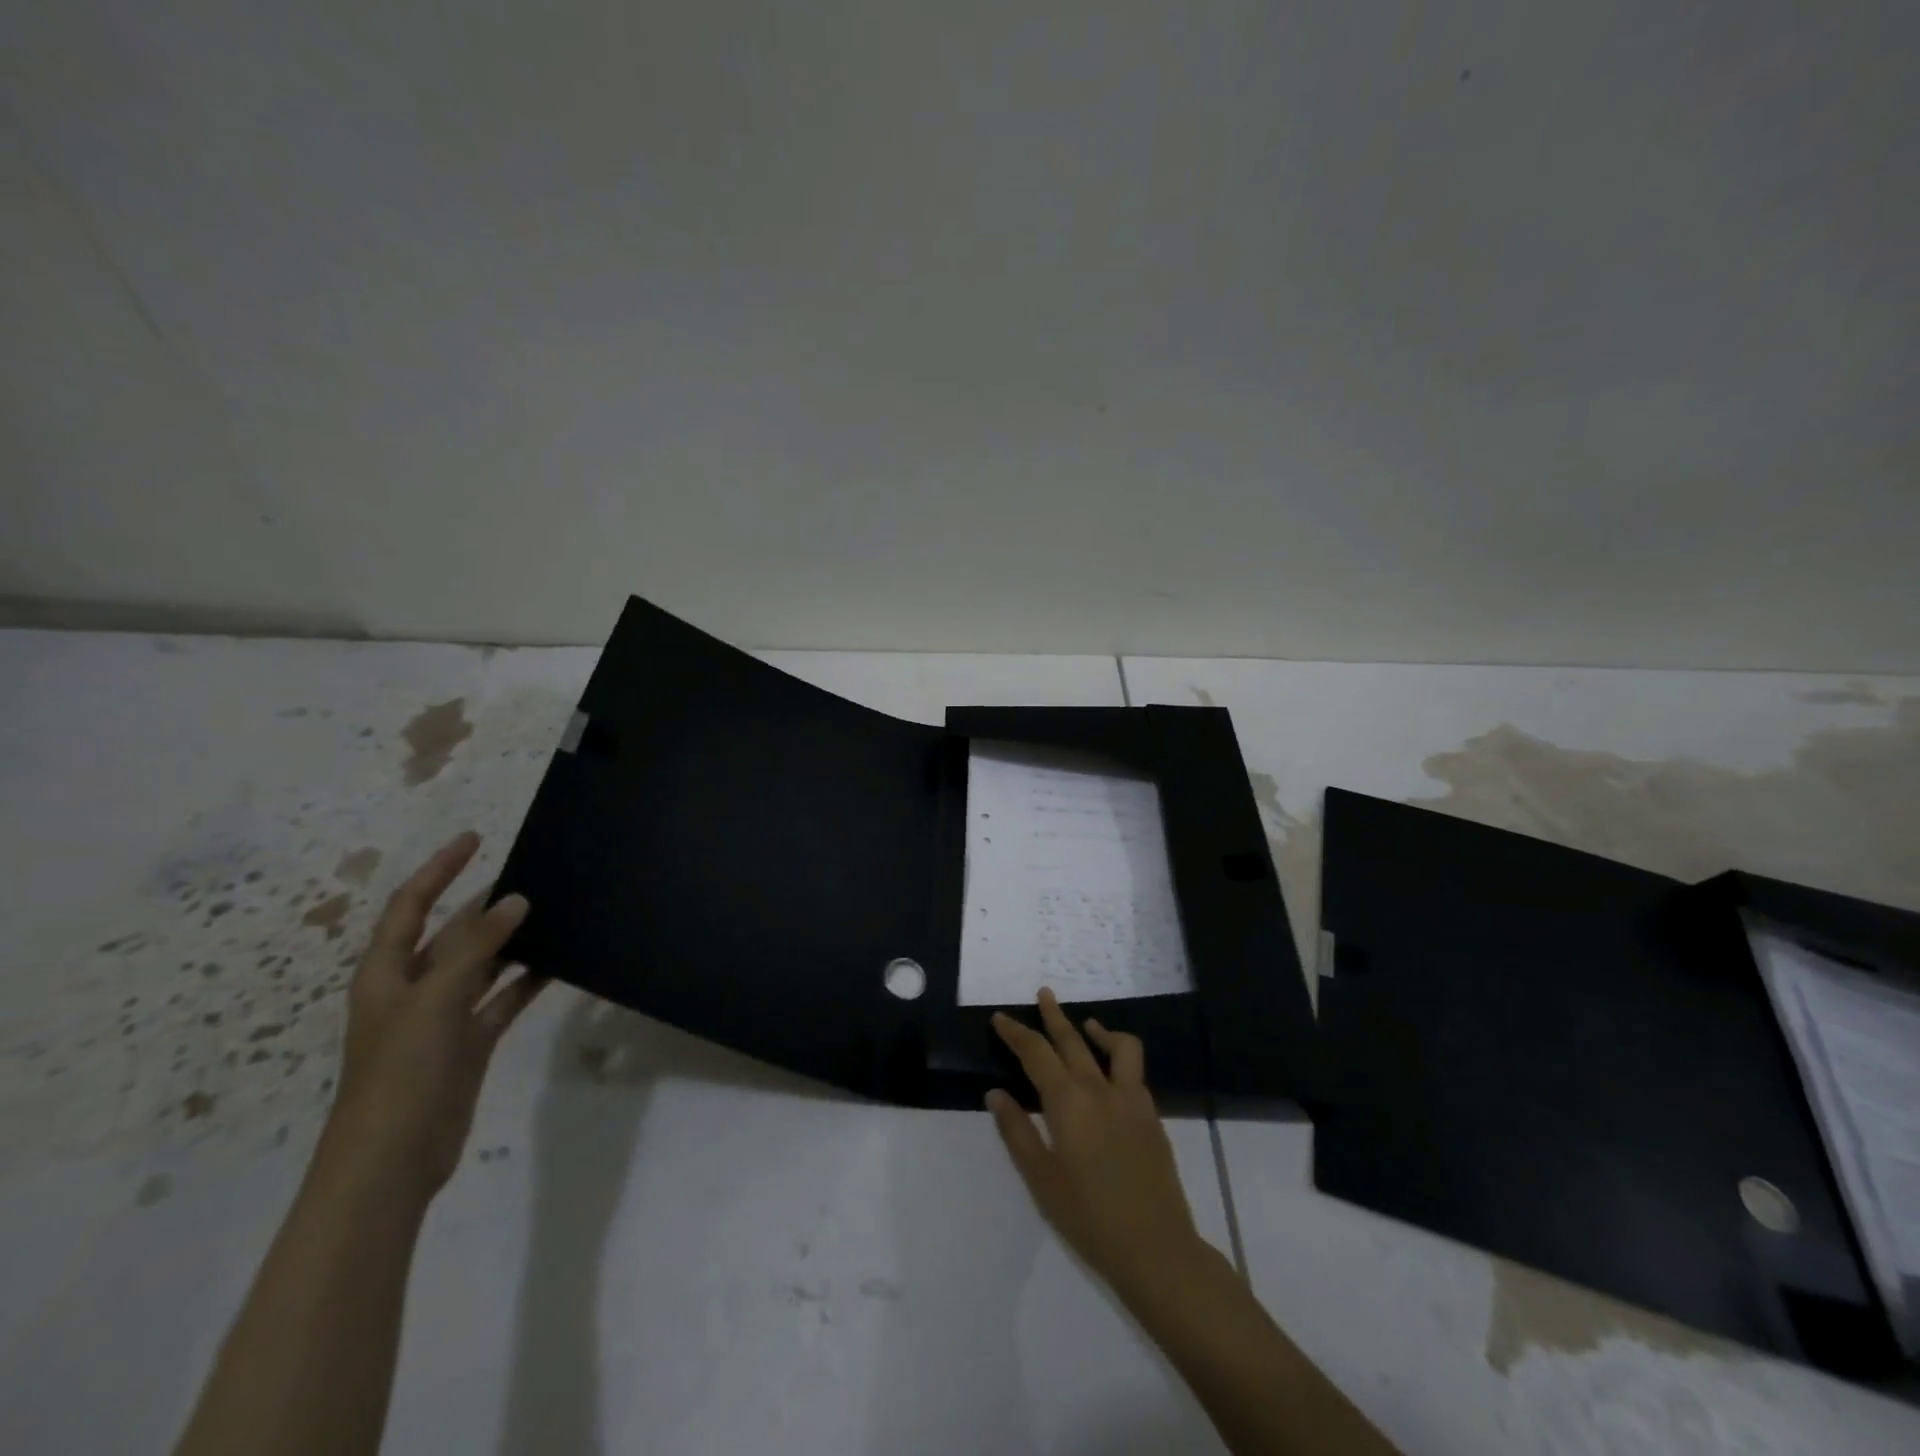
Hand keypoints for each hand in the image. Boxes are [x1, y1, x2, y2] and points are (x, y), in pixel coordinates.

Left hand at [318, 832, 546, 1201]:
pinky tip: (557, 963)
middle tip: (532, 875)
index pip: (411, 906)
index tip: (476, 838)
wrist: (393, 1160)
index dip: (439, 869)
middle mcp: (413, 988)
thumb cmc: (400, 1074)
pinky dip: (526, 980)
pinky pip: (502, 998)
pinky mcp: (469, 1042)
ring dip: (510, 941)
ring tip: (552, 912)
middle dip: (485, 905)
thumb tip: (516, 899)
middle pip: (451, 933)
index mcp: (386, 973)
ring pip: (482, 964)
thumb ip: (476, 947)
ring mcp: (442, 1017)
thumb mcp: (434, 1001)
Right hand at [987, 989, 1203, 1300]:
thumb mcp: (1041, 1179)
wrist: (1156, 1248)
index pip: (1036, 1054)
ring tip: (1086, 1024)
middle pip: (1073, 1040)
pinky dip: (1118, 1058)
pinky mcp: (1151, 1115)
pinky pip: (1134, 1071)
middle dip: (1054, 1016)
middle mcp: (1100, 1089)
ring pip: (1117, 1046)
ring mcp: (1132, 1099)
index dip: (1016, 1033)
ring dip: (1098, 1029)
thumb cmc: (1089, 1217)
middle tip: (1043, 994)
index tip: (1000, 1019)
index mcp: (1069, 1102)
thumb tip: (996, 1093)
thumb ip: (1017, 1131)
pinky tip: (1110, 1074)